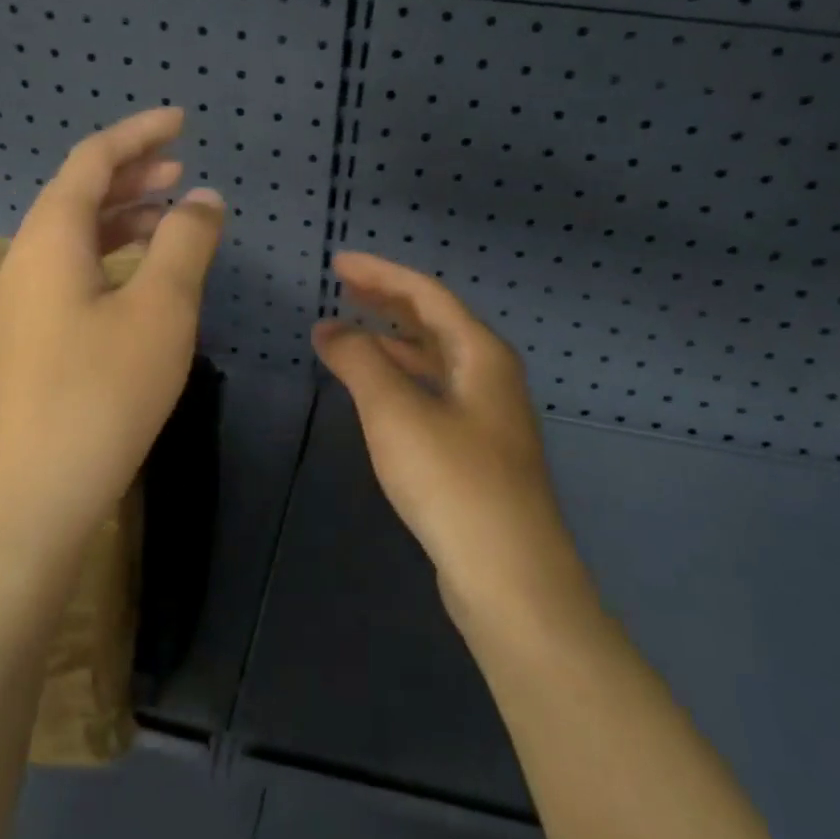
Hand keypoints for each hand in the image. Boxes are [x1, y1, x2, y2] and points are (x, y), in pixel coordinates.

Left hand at [0, 107, 224, 551]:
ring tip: (169, 217)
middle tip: (181, 171)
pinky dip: (110, 260)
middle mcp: (25, 262)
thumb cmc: (102, 394)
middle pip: (77, 196)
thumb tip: (202, 198)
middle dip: (131, 176)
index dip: (138, 135)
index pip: (92, 161)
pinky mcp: (29, 344)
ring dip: (121, 219)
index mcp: (50, 240)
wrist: (32, 498)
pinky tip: (139, 281)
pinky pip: (71, 277)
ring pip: (74, 240)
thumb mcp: (160, 311)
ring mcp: (21, 307)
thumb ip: (185, 244)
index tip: (182, 121)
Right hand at [312, 253, 583, 620]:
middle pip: (435, 323)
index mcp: (481, 354)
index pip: (426, 295)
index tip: (338, 263)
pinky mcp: (477, 453)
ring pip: (435, 361)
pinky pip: (434, 394)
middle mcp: (491, 377)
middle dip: (387, 302)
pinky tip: (378, 394)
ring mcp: (488, 417)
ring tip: (349, 335)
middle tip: (343, 288)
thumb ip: (360, 362)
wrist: (508, 575)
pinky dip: (401, 380)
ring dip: (393, 342)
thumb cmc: (452, 481)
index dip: (380, 274)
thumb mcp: (396, 413)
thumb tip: (330, 329)